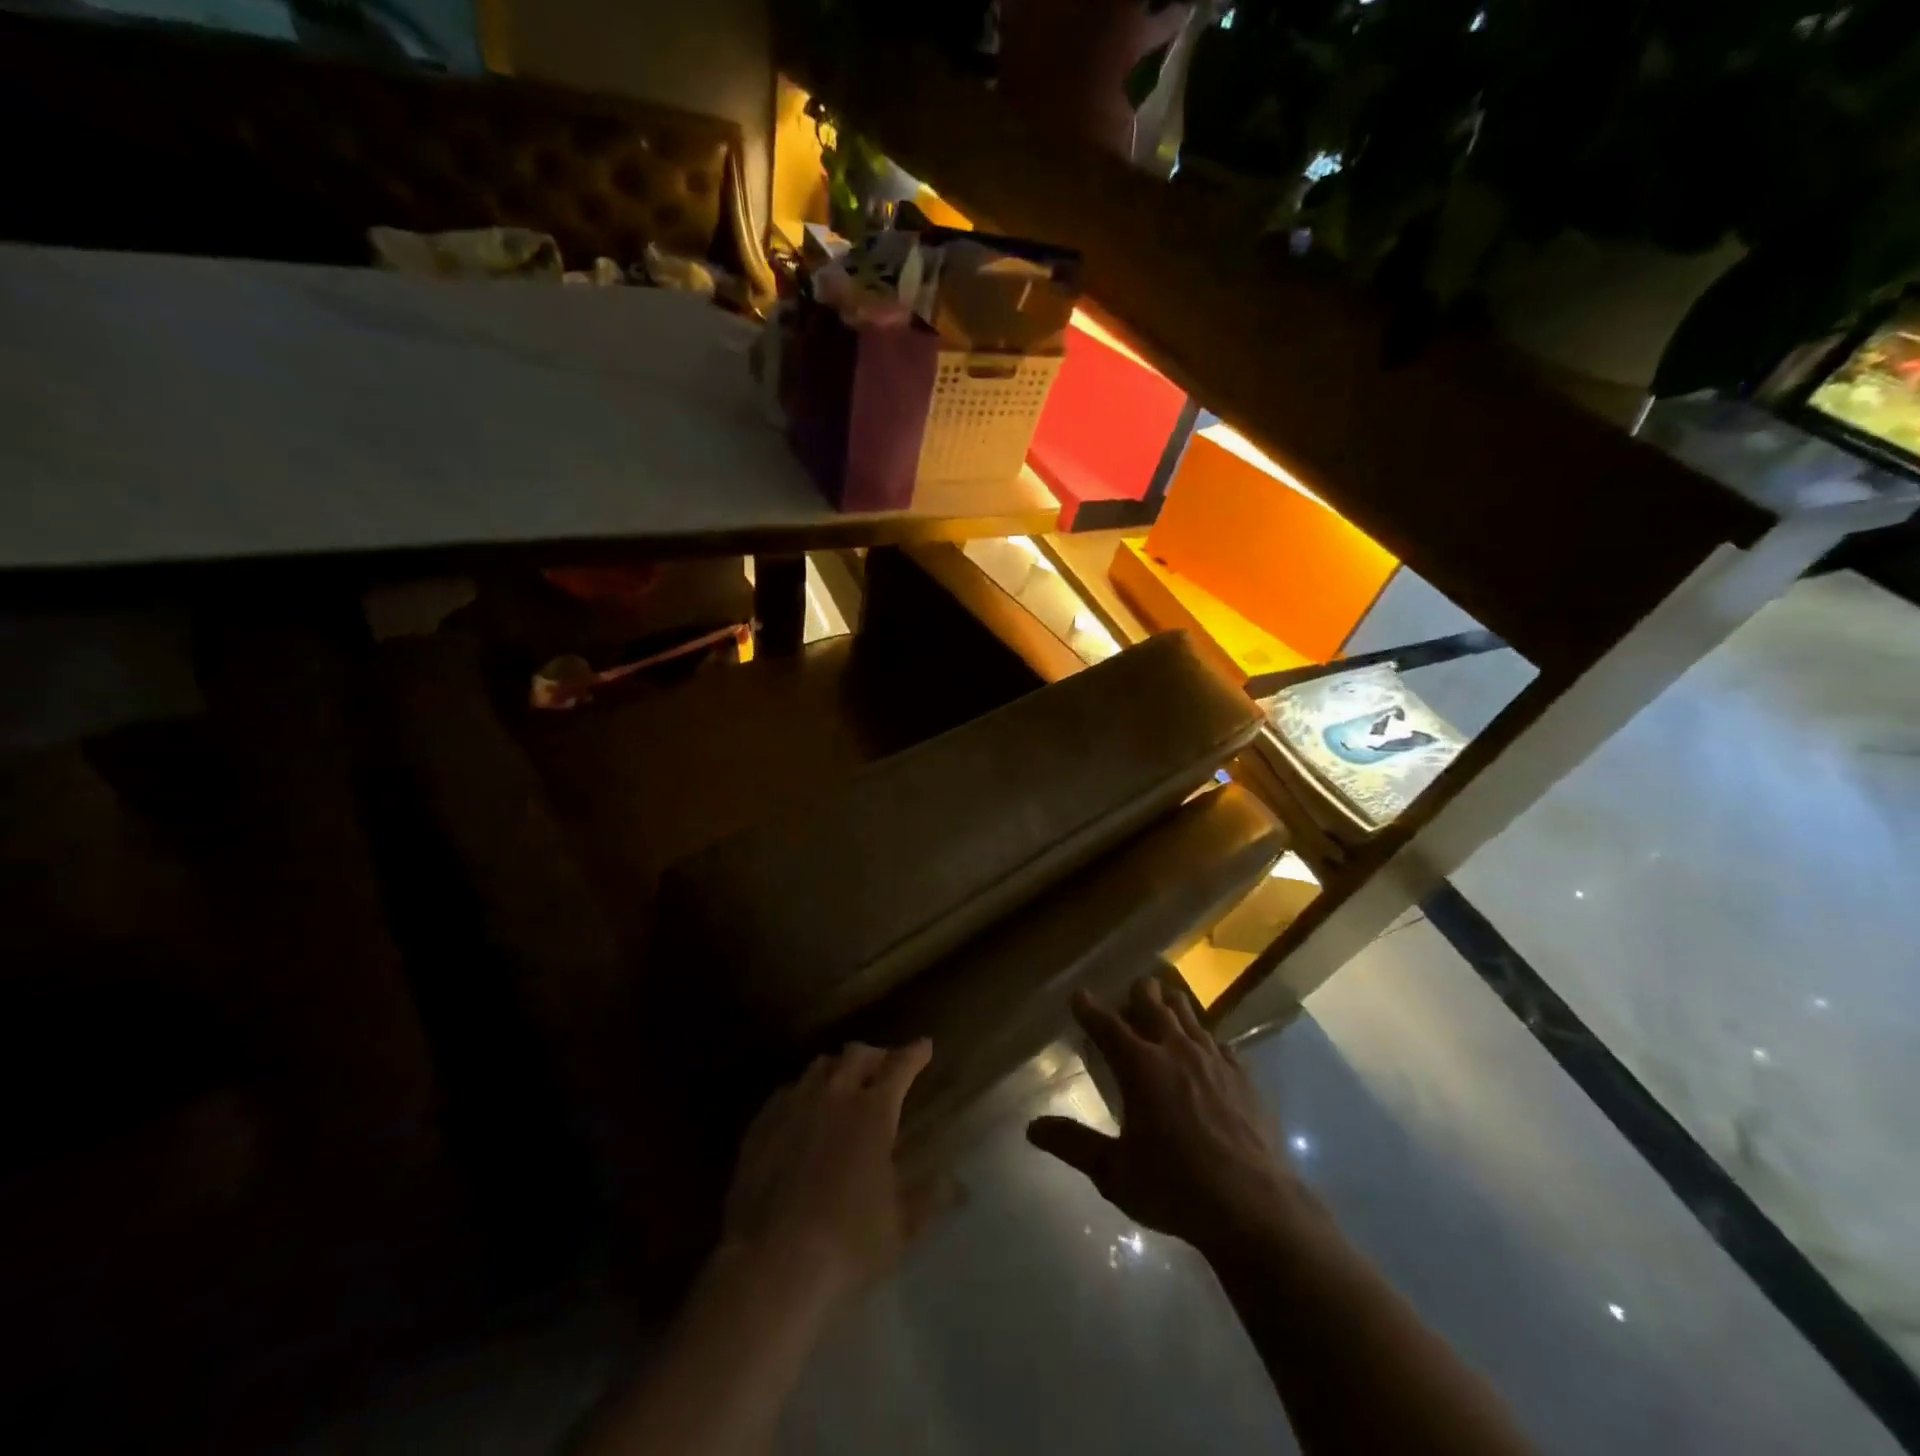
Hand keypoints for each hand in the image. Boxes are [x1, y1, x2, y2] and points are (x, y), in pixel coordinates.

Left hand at [721, 1040, 934, 1303]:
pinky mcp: (761, 1125)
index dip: (914, 1053)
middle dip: (876, 1056)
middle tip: (884, 1067)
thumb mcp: (900, 1227)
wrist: (772, 1264)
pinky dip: (804, 1094)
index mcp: (874, 1111)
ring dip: (838, 1069)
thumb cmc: (848, 1244)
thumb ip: (928, 1198)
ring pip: (819, 1067)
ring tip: (844, 1084)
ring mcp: (794, 1106)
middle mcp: (834, 1095)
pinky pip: (787, 1093)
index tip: (924, 1046)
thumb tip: (956, 1184)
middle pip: (857, 1054)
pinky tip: (804, 1113)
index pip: (900, 1066)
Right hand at [1028, 978, 1302, 1256]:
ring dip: (1170, 1006)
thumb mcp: (1114, 1172)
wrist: (1255, 1208)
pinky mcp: (1242, 1075)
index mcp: (1140, 1066)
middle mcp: (1175, 1050)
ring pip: (1187, 1014)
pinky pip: (1218, 1041)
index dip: (1089, 1008)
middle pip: (1152, 1003)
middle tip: (1128, 996)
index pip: (1107, 1024)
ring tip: (1163, 1004)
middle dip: (1136, 994)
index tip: (1078, 995)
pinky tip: (1205, 1048)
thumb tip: (1032, 1128)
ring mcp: (1213, 1059)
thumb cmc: (1176, 1188)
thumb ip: (1073, 1144)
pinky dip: (1204, 1038)